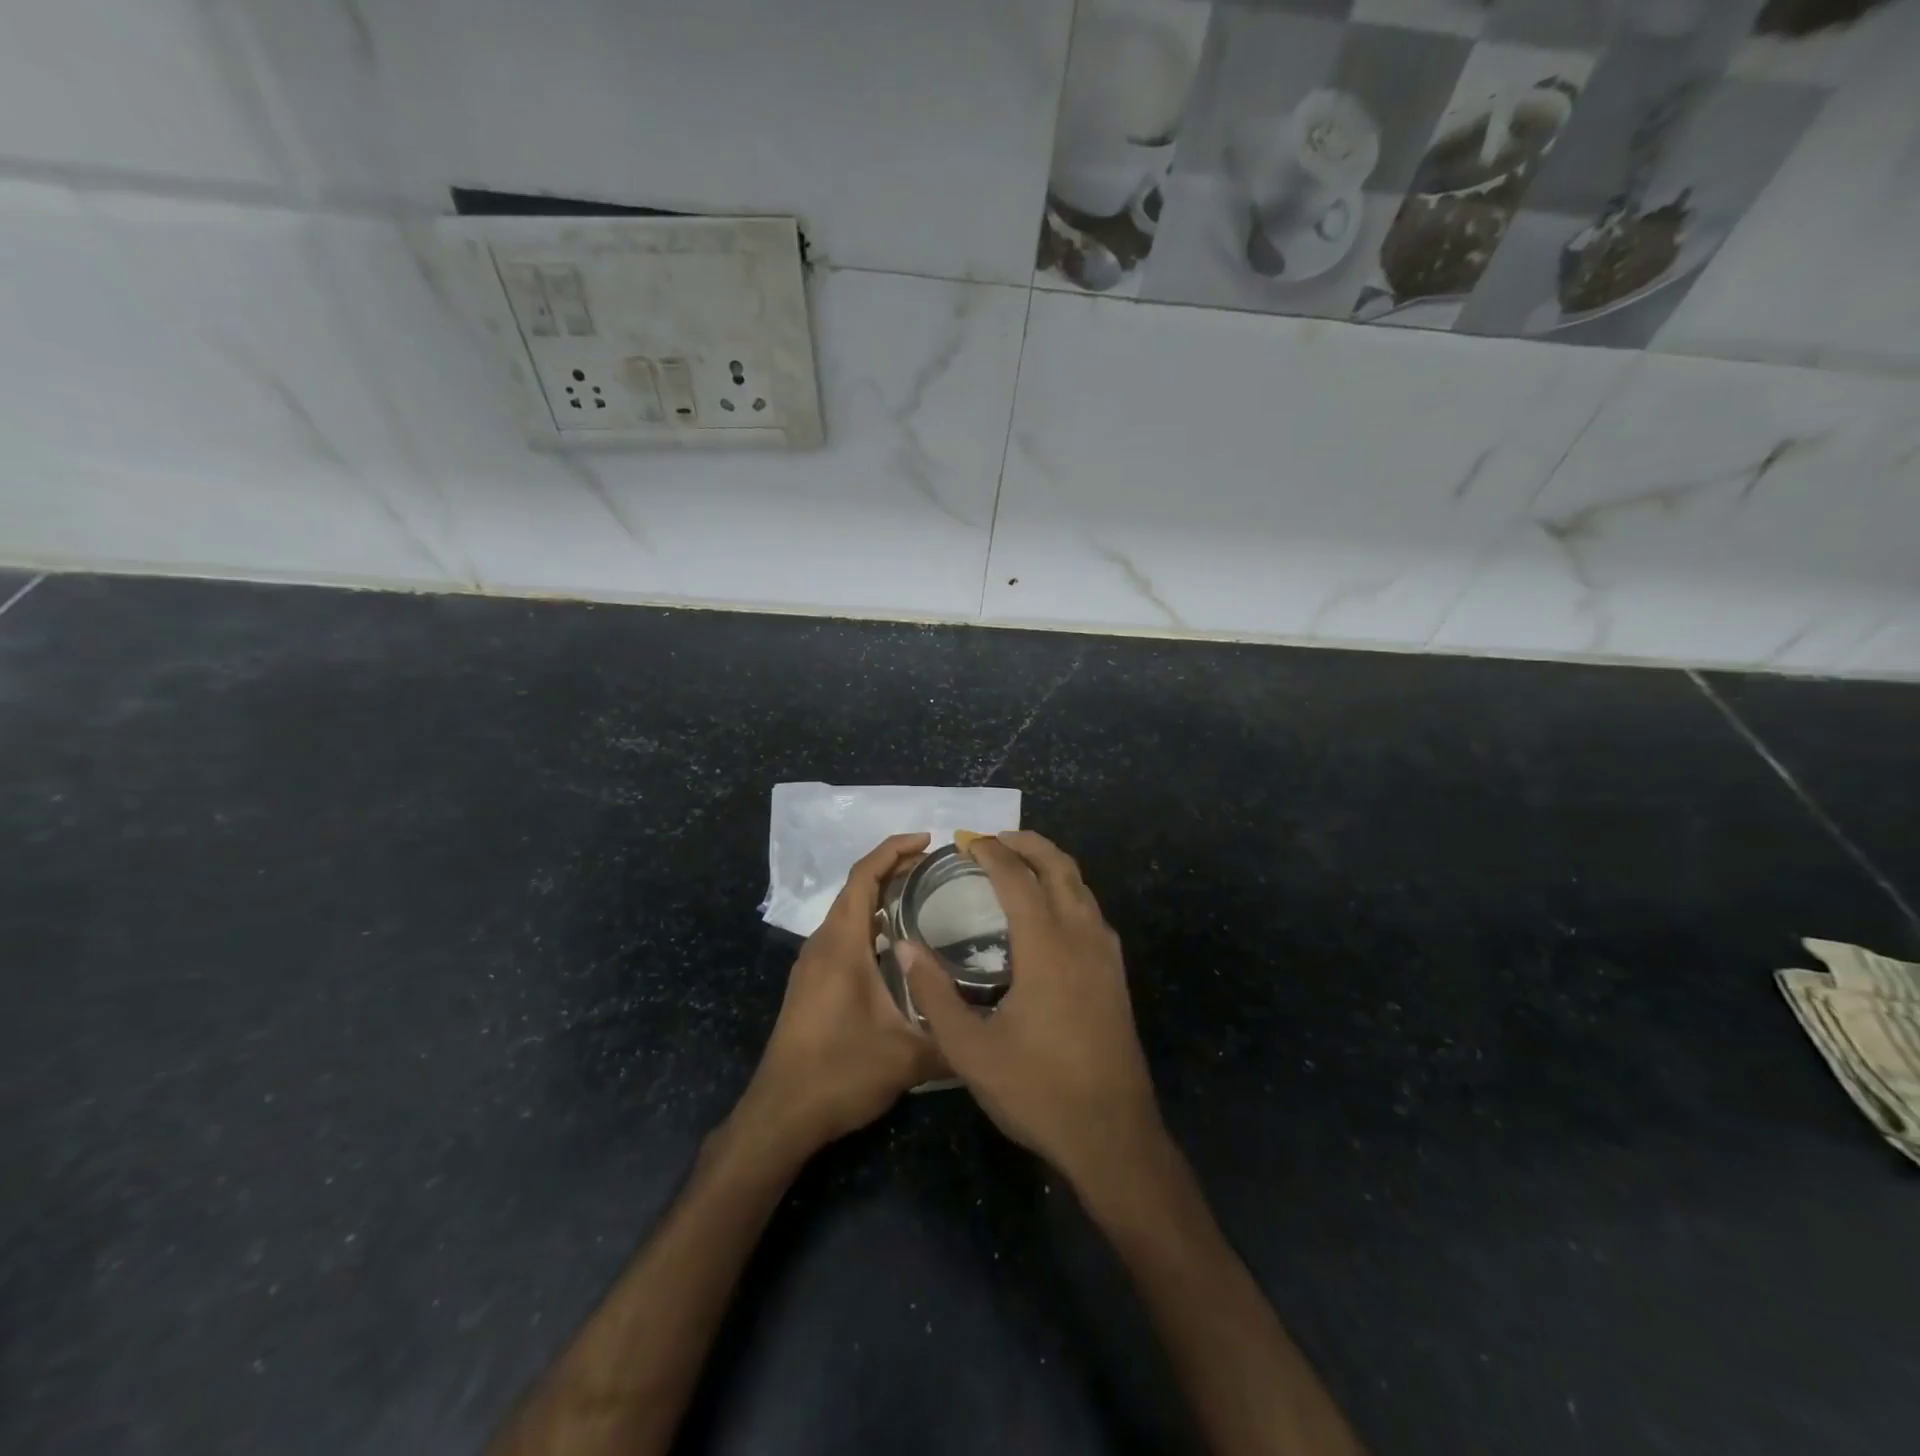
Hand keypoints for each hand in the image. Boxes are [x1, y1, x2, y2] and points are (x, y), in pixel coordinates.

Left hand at [733, 833, 943, 1160]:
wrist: (780, 1115)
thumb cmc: (839, 1073)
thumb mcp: (907, 1058)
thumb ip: (953, 1039)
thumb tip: (992, 1028)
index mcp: (842, 944)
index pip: (864, 877)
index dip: (893, 850)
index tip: (927, 840)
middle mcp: (823, 944)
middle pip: (855, 888)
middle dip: (892, 868)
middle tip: (935, 866)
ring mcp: (813, 964)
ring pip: (848, 912)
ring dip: (880, 896)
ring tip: (922, 896)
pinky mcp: (812, 984)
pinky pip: (843, 935)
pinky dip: (870, 923)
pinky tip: (897, 946)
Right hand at [903, 831, 1164, 1198]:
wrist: (1113, 1136)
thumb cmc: (1038, 1091)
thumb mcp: (970, 1050)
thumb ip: (934, 995)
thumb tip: (904, 946)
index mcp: (1047, 948)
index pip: (1018, 878)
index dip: (991, 852)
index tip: (966, 841)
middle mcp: (1082, 938)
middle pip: (1060, 868)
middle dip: (1028, 844)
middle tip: (994, 839)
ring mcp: (1106, 956)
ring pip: (1082, 887)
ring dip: (1052, 865)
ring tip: (1020, 865)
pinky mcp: (1117, 976)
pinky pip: (1092, 912)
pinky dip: (1069, 891)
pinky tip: (1051, 913)